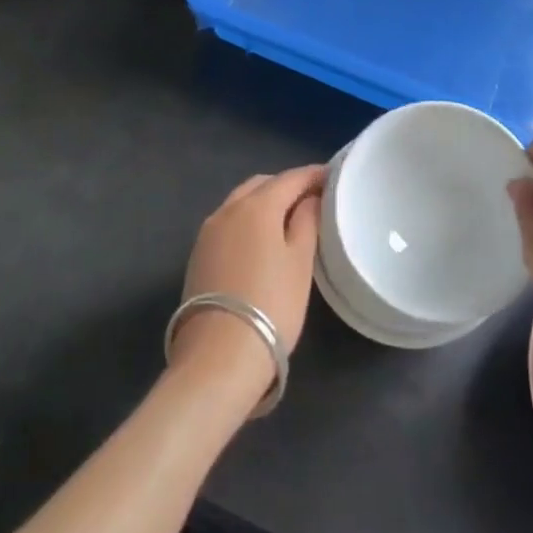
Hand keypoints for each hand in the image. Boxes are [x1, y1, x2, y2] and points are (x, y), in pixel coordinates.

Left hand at [172, 166, 324, 401]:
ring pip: (240, 202)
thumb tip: (309, 199)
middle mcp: (227, 209)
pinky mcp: (198, 255)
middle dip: (286, 186)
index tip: (334, 177)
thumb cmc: (271, 304)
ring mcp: (208, 232)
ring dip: (264, 203)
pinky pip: (228, 223)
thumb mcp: (301, 262)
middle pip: (261, 185)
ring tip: (288, 219)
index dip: (314, 175)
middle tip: (312, 199)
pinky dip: (247, 221)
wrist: (218, 357)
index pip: (291, 178)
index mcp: (257, 205)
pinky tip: (261, 240)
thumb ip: (307, 222)